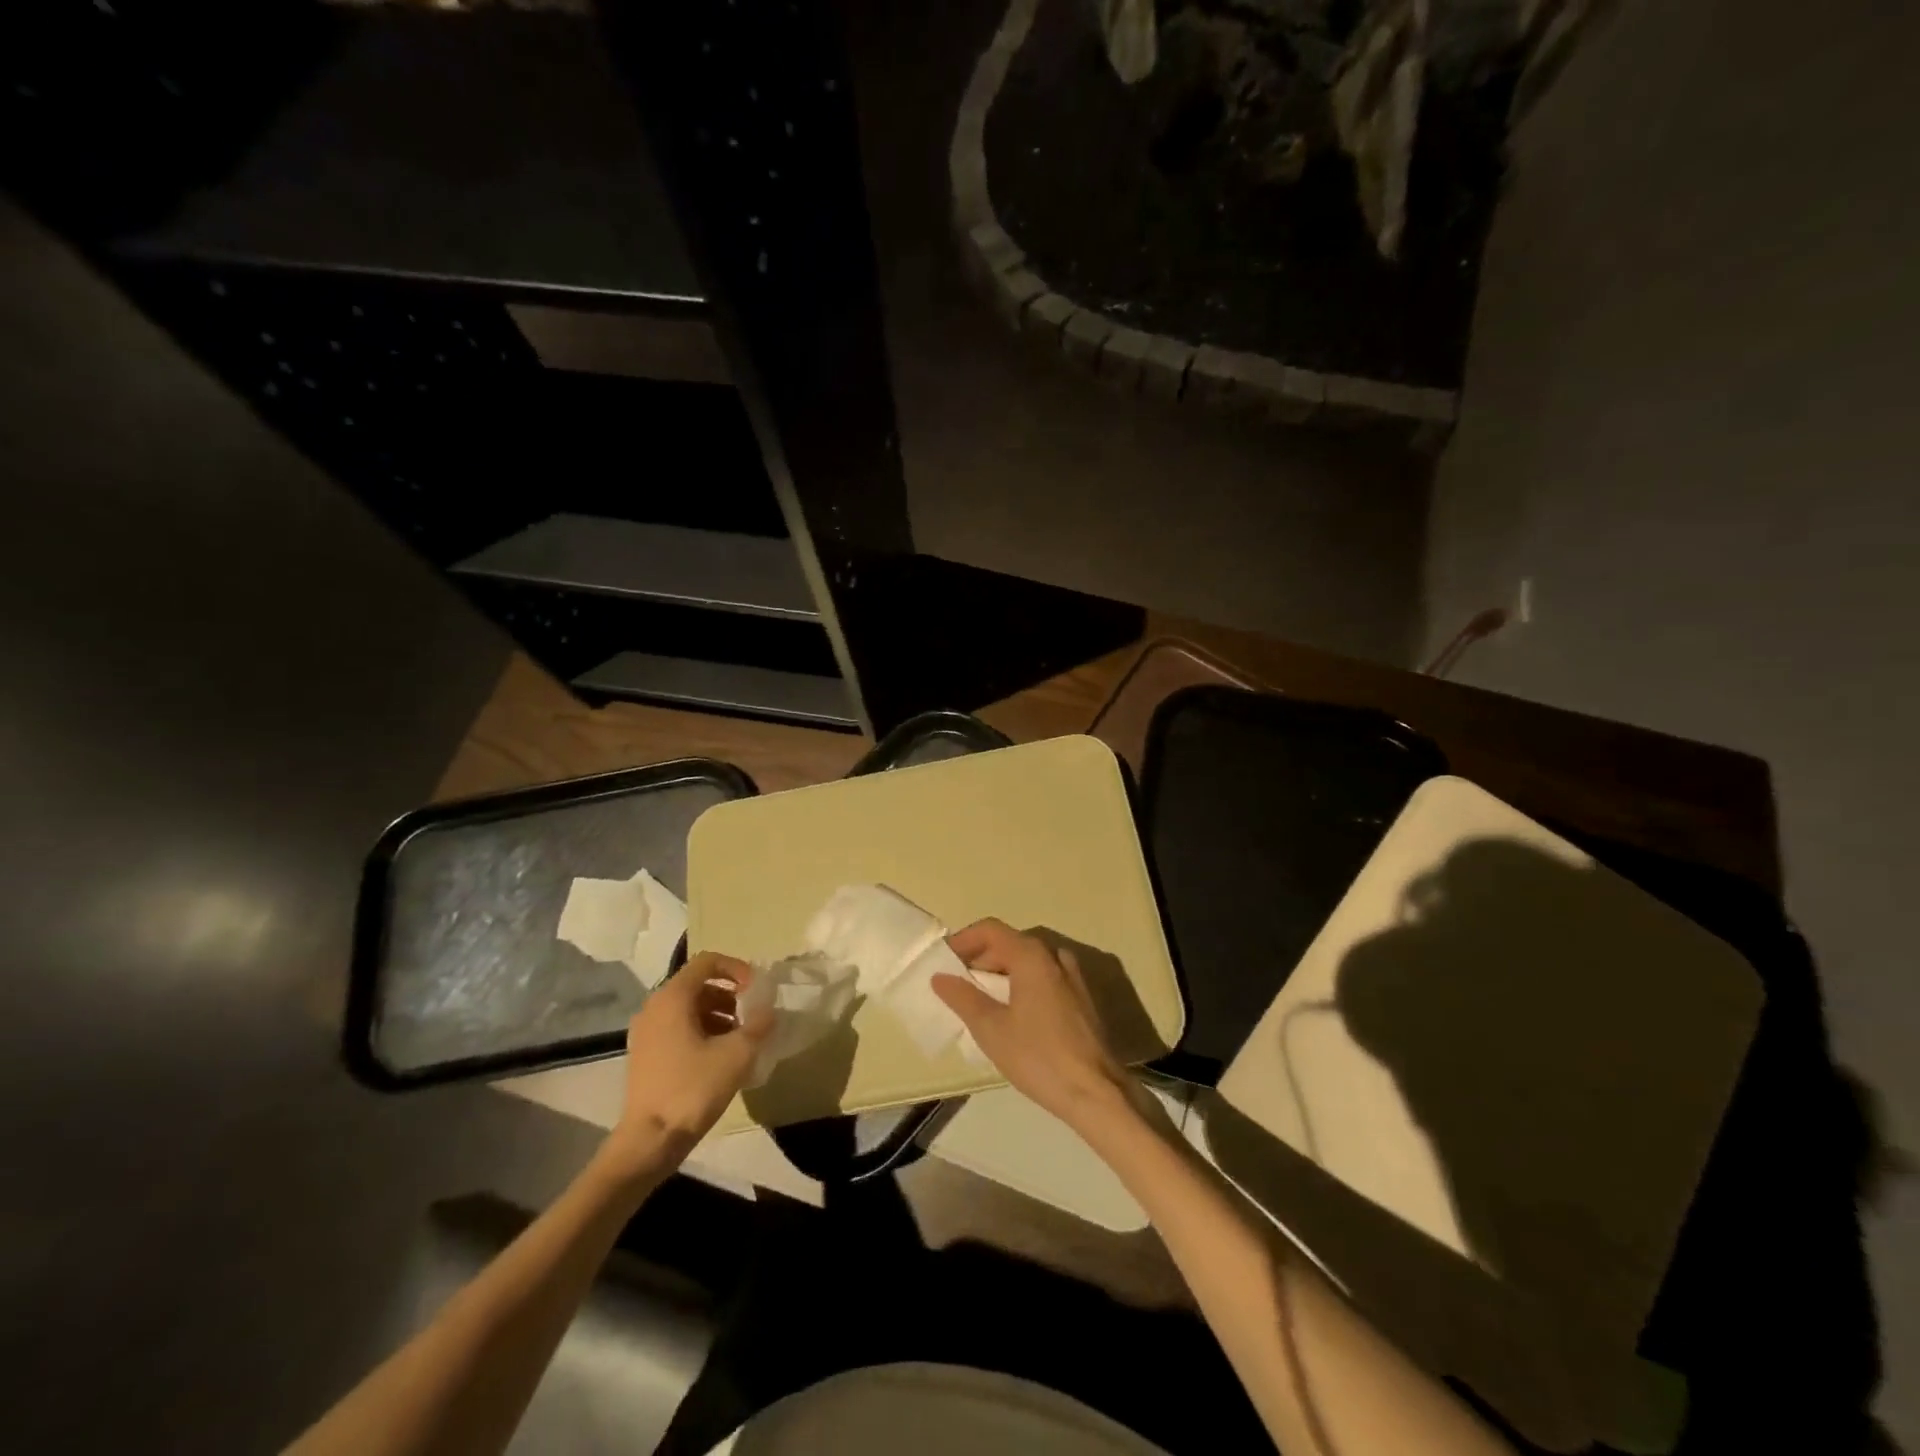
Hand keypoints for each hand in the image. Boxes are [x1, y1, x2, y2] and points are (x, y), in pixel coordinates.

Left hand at [602, 952, 770, 1176]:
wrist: (649, 1142)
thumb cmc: (692, 1089)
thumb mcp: (737, 1054)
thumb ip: (758, 1024)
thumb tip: (768, 1010)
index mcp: (672, 998)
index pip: (707, 961)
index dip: (736, 968)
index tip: (755, 990)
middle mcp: (654, 1007)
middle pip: (698, 984)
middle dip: (730, 995)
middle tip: (751, 1017)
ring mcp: (646, 1032)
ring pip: (688, 1008)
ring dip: (718, 1015)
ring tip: (739, 1040)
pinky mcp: (645, 1055)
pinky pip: (678, 1028)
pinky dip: (702, 1032)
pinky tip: (720, 1059)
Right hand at [933, 918, 1130, 1129]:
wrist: (1097, 1093)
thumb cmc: (1039, 1057)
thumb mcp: (991, 1029)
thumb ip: (963, 997)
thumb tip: (940, 977)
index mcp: (1032, 956)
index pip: (990, 930)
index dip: (963, 940)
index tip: (943, 960)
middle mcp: (1054, 956)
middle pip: (1010, 942)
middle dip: (980, 957)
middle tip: (957, 982)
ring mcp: (1073, 976)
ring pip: (1028, 960)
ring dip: (1001, 971)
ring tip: (980, 997)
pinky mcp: (1082, 998)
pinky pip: (1044, 977)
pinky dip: (1022, 983)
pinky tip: (1011, 1011)